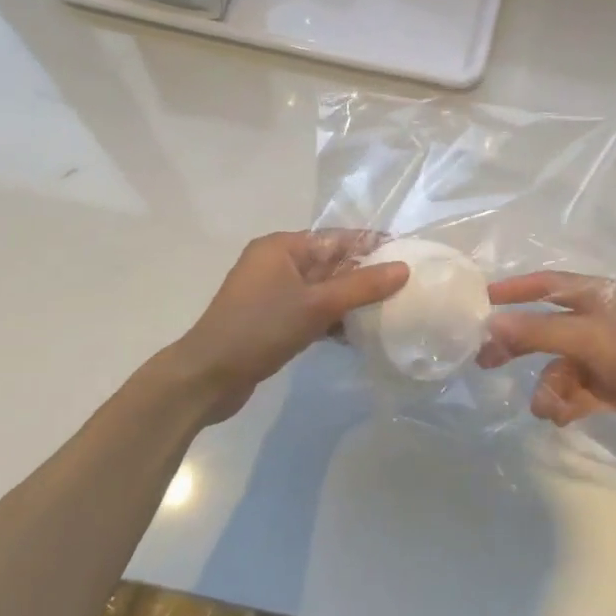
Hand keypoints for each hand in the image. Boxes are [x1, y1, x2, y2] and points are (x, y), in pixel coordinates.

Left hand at [174, 230, 408, 422]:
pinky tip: (358, 336)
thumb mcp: (316, 306)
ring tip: (390, 313)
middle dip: (366, 277)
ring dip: (351, 301)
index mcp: (282, 247)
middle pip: (332, 263)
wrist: (208, 377)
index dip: (372, 246)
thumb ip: (361, 286)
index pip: (337, 238)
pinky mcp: (272, 320)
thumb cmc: (260, 330)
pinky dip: (332, 320)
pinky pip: (312, 311)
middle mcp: (277, 263)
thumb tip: (403, 268)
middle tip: (406, 289)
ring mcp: (273, 293)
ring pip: (323, 290)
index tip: (408, 257)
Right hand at [477, 271, 615, 449]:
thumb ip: (539, 332)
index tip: (480, 304)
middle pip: (545, 329)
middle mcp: (597, 322)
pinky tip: (562, 417)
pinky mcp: (612, 387)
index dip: (513, 291)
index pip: (546, 285)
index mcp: (596, 296)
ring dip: (548, 387)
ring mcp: (605, 356)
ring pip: (558, 367)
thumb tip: (490, 323)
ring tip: (548, 407)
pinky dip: (565, 403)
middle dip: (518, 346)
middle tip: (485, 362)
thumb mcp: (592, 339)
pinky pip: (575, 392)